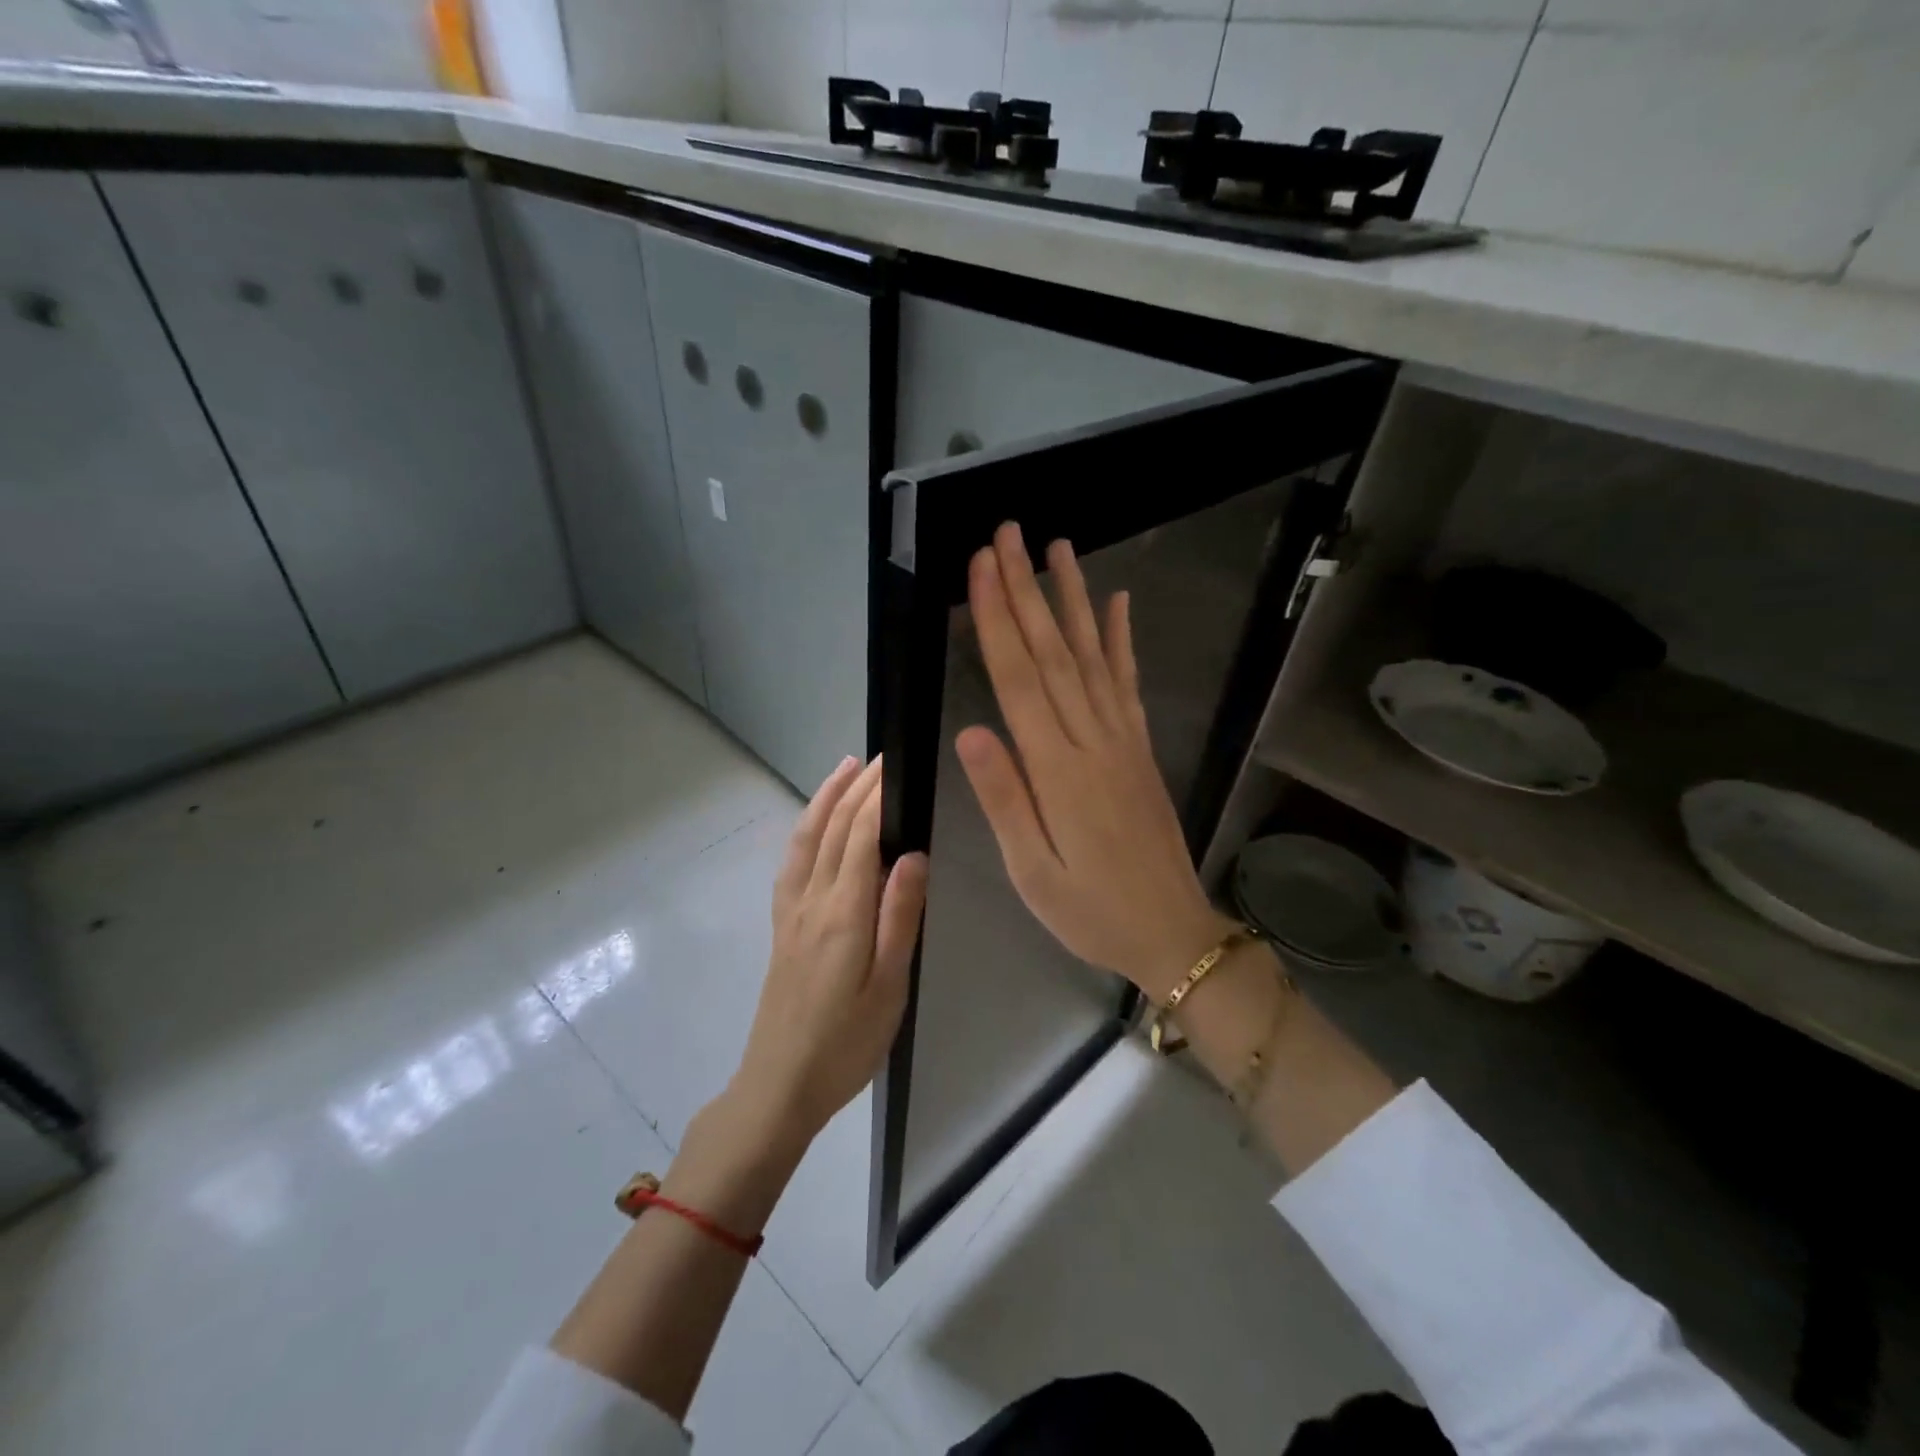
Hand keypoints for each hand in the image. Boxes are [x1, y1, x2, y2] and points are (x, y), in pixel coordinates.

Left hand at [727, 756, 928, 1155]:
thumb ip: (900, 917)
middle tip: (882, 757)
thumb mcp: (889, 987)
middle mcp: (813, 901)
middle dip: (857, 787)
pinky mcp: (782, 926)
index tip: (896, 763)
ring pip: (807, 839)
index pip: (861, 836)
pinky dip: (805, 830)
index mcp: (844, 913)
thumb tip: (914, 855)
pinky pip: (792, 862)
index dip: (877, 796)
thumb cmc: (846, 1043)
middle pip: (834, 829)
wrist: (779, 1084)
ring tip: (845, 768)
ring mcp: (792, 912)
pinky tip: (815, 825)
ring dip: (826, 798)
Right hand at [956, 522, 1232, 998]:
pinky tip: (1117, 603)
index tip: (982, 567)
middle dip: (1027, 589)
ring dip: (1073, 599)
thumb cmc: (1090, 910)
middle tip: (1009, 534)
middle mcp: (1092, 741)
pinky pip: (1128, 684)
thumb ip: (1004, 799)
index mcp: (1057, 770)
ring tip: (1058, 548)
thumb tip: (971, 730)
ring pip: (1093, 656)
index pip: (1020, 679)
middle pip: (1054, 652)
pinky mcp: (1139, 748)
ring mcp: (1122, 740)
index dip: (998, 619)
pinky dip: (1122, 640)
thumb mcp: (1032, 872)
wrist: (1171, 932)